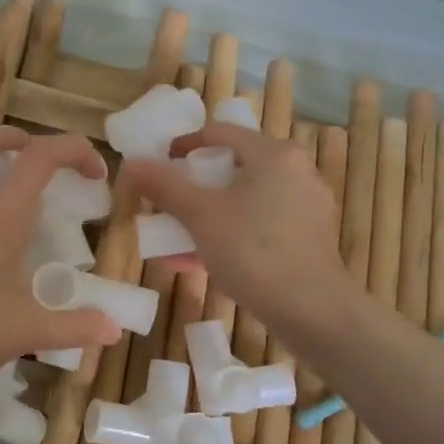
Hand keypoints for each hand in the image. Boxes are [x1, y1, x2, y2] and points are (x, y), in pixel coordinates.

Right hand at [122, 122, 344, 329]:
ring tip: (176, 237)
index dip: (184, 145)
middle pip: (234, 167)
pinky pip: (260, 224)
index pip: (220, 133)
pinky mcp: (309, 237)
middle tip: (168, 203)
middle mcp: (296, 171)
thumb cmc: (253, 250)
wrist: (312, 310)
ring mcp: (307, 206)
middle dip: (195, 187)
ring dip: (209, 215)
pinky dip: (231, 233)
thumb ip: (165, 186)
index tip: (160, 164)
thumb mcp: (200, 216)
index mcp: (273, 154)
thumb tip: (132, 163)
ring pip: (246, 200)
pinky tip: (201, 260)